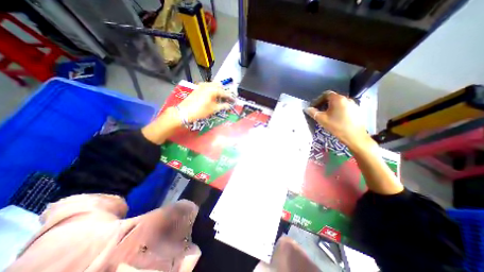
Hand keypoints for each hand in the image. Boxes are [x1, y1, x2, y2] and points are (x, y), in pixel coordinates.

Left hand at [177, 82, 233, 121]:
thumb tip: (229, 105)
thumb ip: (223, 106)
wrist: (185, 111)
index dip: (230, 97)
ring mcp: (202, 85)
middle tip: (227, 99)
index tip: (234, 100)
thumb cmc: (201, 111)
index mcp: (213, 90)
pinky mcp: (198, 87)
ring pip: (213, 85)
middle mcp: (208, 85)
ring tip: (220, 98)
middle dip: (224, 91)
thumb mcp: (213, 109)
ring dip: (218, 90)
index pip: (225, 92)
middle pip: (220, 86)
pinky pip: (208, 86)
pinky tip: (212, 96)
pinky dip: (212, 90)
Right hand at [306, 91, 370, 149]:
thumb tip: (307, 109)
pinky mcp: (357, 110)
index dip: (318, 100)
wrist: (355, 136)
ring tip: (327, 116)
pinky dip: (338, 110)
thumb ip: (313, 112)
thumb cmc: (337, 126)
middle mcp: (347, 99)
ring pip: (339, 103)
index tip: (314, 107)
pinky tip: (336, 118)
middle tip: (318, 112)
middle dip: (324, 104)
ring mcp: (353, 104)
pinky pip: (344, 107)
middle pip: (332, 98)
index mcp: (338, 99)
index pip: (326, 94)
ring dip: (331, 107)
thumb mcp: (322, 119)